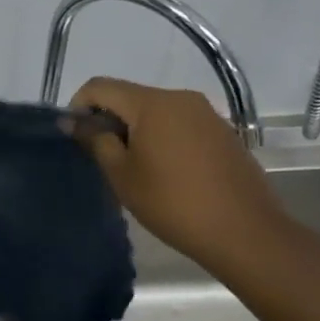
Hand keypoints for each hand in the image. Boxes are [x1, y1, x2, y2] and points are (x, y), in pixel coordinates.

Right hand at [71, 78, 293, 269]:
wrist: (246, 234)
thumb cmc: (173, 203)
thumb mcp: (122, 174)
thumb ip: (95, 141)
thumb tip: (73, 122)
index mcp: (152, 103)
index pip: (100, 86)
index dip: (79, 106)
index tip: (77, 137)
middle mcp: (180, 98)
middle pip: (130, 96)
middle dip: (110, 119)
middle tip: (104, 157)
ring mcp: (207, 114)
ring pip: (156, 110)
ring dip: (137, 129)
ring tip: (136, 167)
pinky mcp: (223, 132)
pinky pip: (180, 123)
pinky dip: (163, 137)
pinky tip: (168, 171)